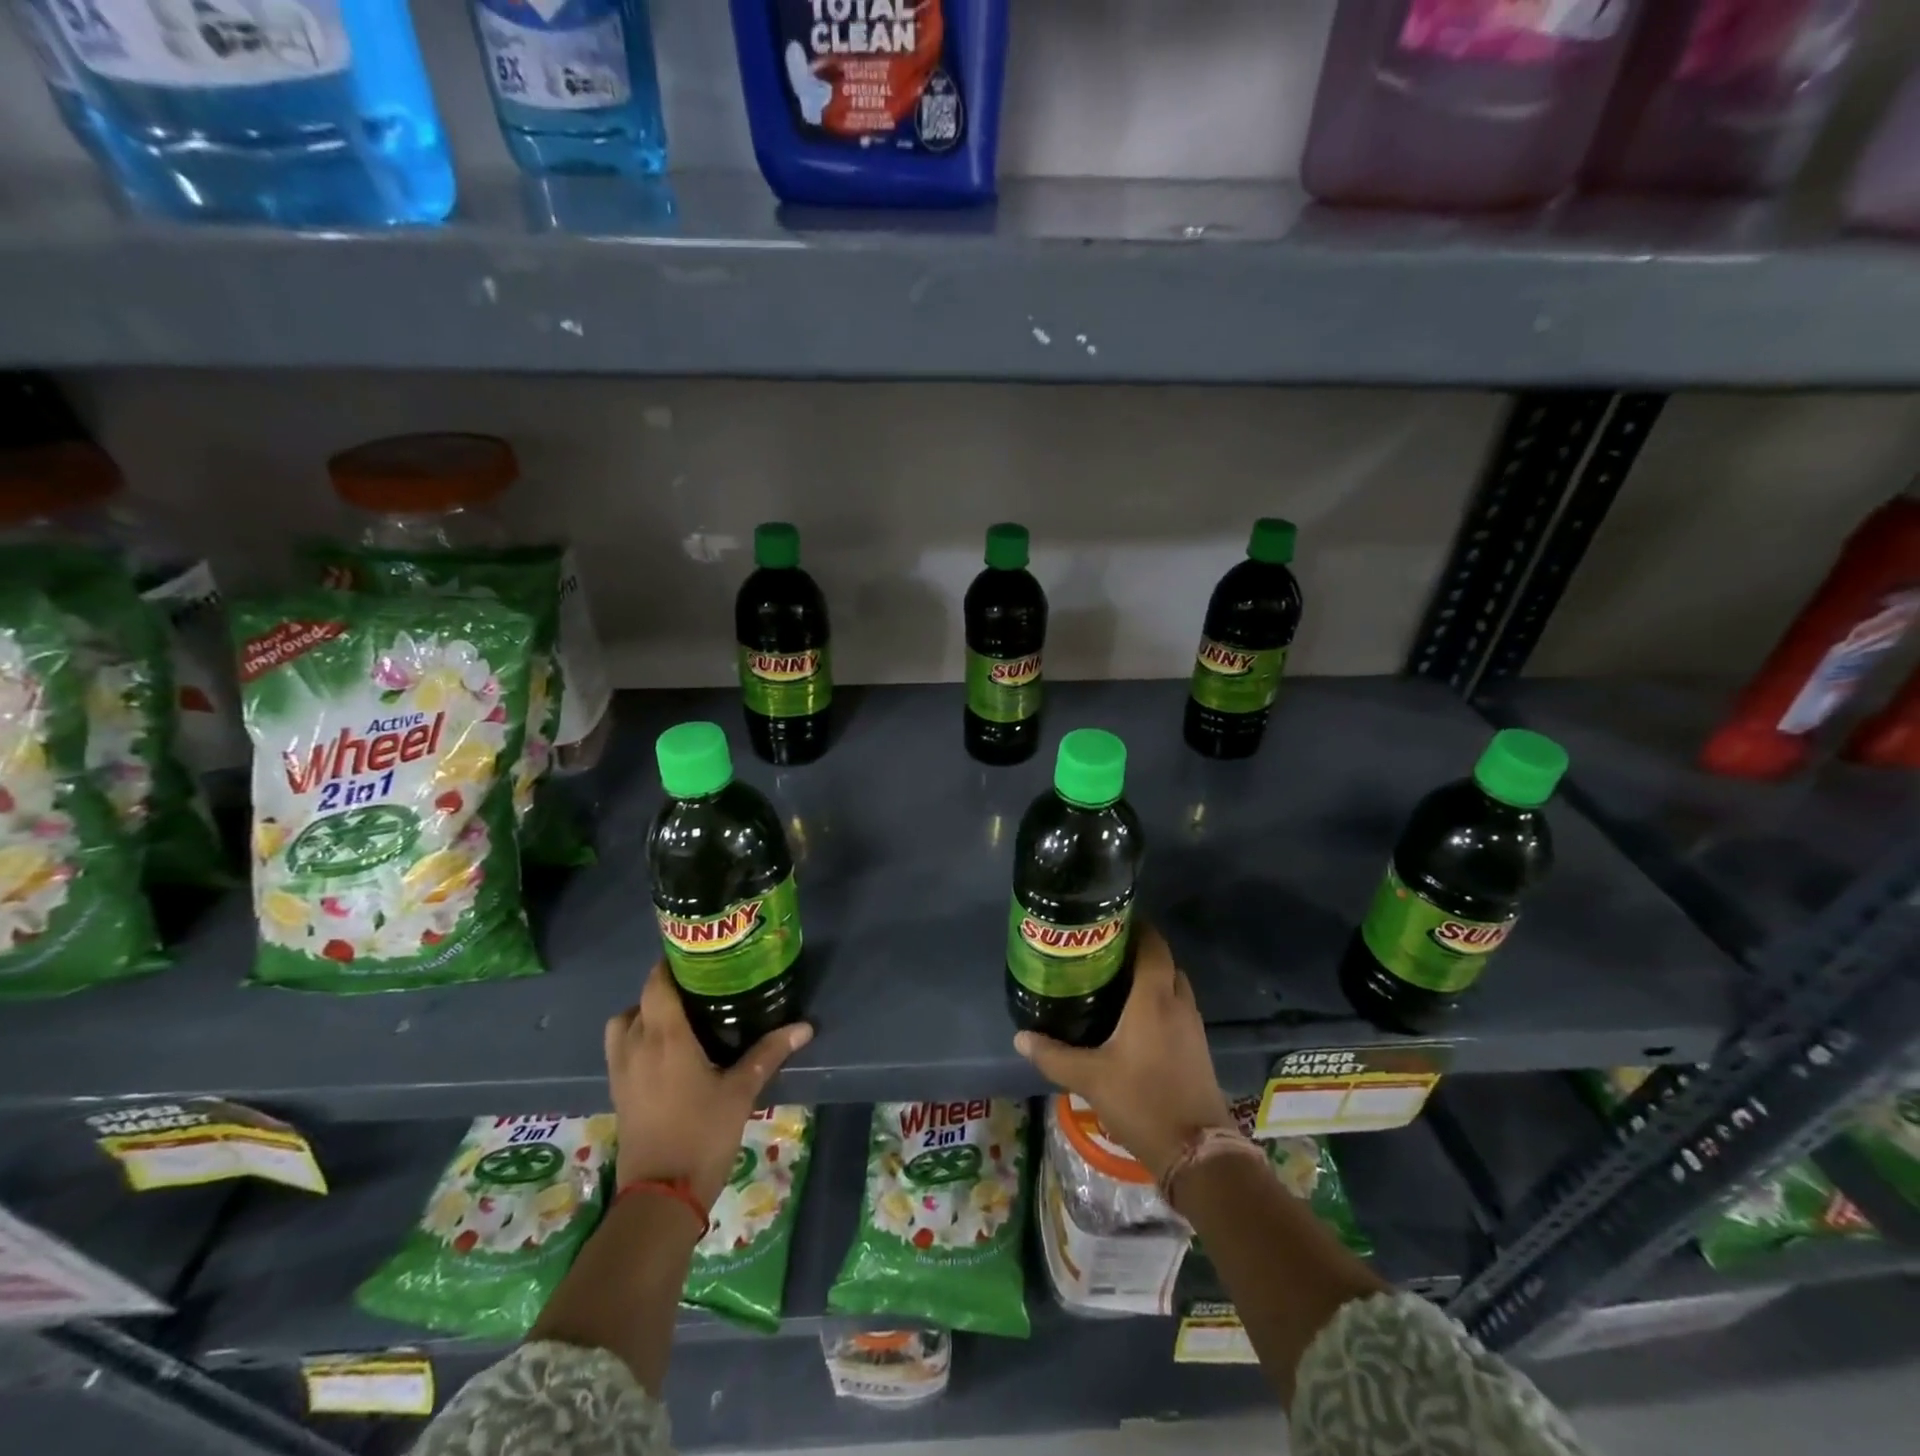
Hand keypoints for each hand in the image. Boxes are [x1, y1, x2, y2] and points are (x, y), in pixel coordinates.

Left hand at [604, 961, 812, 1207]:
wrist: (661, 1197)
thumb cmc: (702, 1134)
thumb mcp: (741, 1091)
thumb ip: (769, 1053)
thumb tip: (805, 1027)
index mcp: (664, 1038)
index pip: (657, 984)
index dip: (671, 964)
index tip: (697, 956)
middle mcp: (636, 1047)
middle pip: (639, 1001)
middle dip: (663, 989)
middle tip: (697, 988)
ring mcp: (622, 1072)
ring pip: (623, 1025)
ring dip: (643, 1014)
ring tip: (677, 1019)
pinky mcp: (618, 1093)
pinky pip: (621, 1050)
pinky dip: (637, 1039)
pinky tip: (666, 1053)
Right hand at [1014, 923, 1234, 1179]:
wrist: (1197, 1152)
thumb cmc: (1142, 1102)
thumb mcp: (1090, 1078)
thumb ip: (1053, 1055)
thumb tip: (1020, 1037)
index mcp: (1154, 999)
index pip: (1152, 945)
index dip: (1136, 927)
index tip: (1108, 922)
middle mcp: (1178, 1003)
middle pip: (1164, 961)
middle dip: (1139, 951)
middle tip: (1104, 952)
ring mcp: (1193, 1026)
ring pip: (1174, 985)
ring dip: (1152, 976)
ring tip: (1116, 981)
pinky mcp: (1198, 1047)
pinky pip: (1179, 1008)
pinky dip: (1161, 1001)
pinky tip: (1136, 1018)